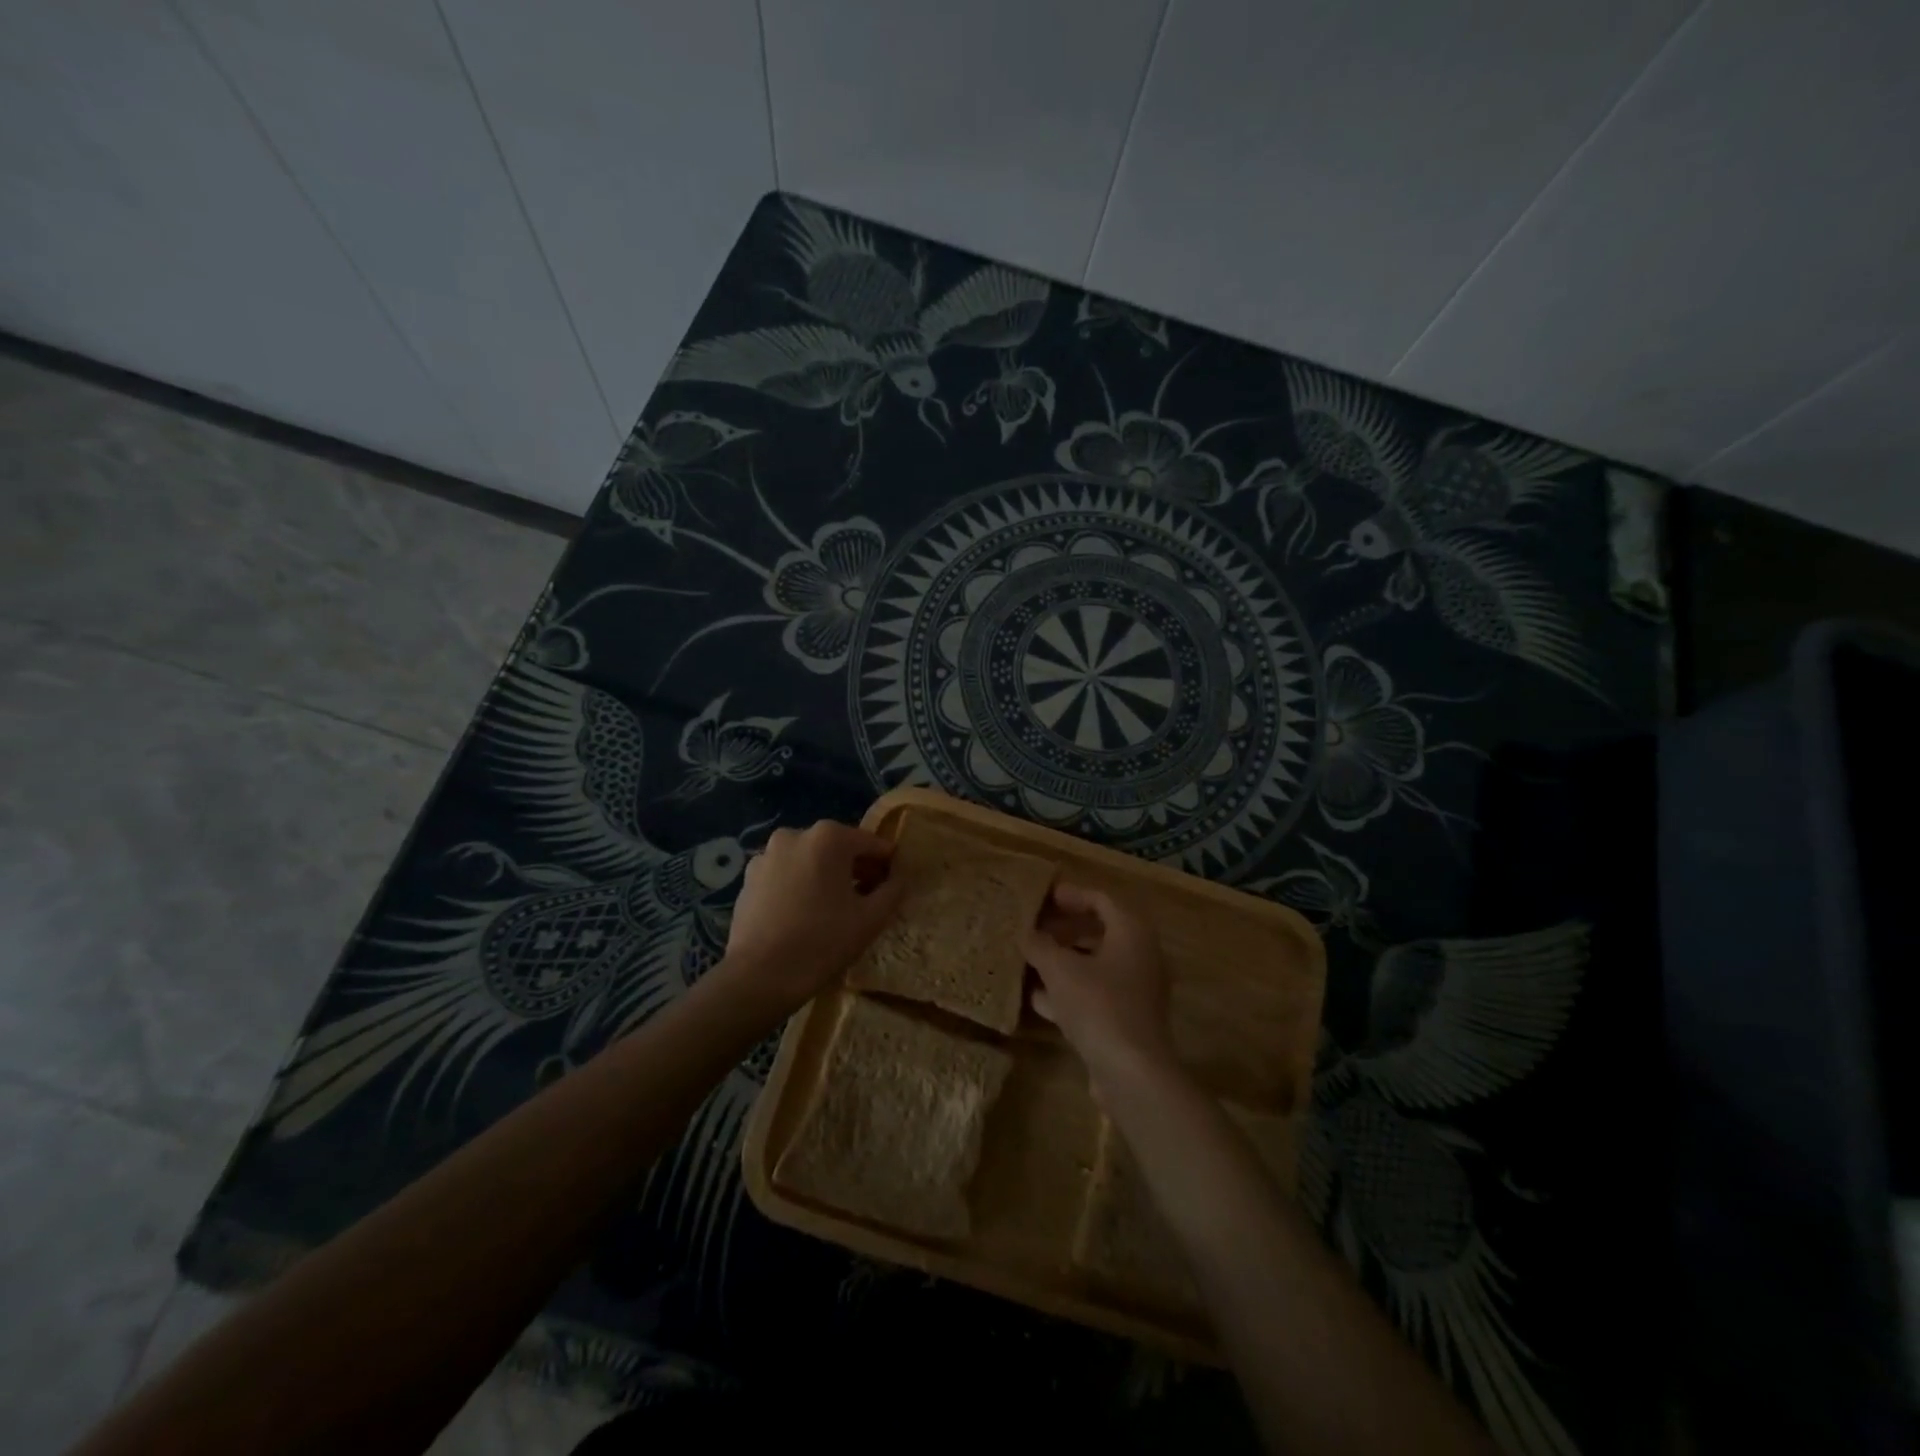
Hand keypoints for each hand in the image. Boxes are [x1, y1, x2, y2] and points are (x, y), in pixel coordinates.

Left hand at [720, 820, 902, 1013]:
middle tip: (867, 898)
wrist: (759, 976)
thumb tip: (899, 877)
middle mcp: (795, 835)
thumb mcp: (871, 919)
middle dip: (855, 868)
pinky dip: (798, 886)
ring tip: (833, 910)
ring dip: (825, 876)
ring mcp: (766, 855)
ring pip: (809, 861)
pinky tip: (803, 915)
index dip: (887, 864)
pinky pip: (785, 875)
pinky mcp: (748, 878)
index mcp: (829, 837)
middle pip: (837, 848)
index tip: (894, 884)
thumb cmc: (822, 942)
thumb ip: (893, 890)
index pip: (871, 843)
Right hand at [1023, 883, 1178, 1094]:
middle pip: (1100, 931)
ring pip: (1096, 964)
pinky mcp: (1128, 1019)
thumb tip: (1026, 933)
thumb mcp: (1060, 969)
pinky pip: (1096, 993)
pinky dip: (1069, 990)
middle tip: (1035, 927)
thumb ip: (1040, 945)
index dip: (1071, 895)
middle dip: (1065, 928)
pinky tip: (1037, 997)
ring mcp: (1137, 990)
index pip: (1101, 899)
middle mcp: (1141, 955)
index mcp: (1131, 932)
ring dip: (1065, 960)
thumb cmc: (1099, 1005)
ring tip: (1030, 959)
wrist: (1132, 1072)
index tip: (1043, 897)